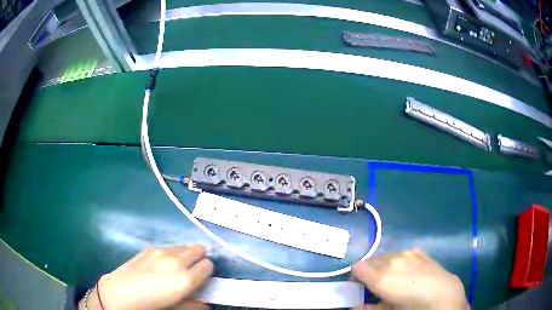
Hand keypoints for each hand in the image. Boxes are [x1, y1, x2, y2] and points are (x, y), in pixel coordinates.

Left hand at [80, 245, 213, 309]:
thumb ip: (195, 304)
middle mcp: (176, 261)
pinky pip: (168, 247)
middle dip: (200, 258)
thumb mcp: (177, 309)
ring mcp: (161, 251)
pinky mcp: (149, 248)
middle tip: (192, 270)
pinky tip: (160, 264)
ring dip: (186, 254)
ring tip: (176, 266)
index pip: (208, 265)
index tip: (202, 278)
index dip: (207, 272)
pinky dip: (171, 253)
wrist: (120, 293)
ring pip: (184, 245)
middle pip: (199, 249)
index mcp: (186, 279)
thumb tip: (205, 301)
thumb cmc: (151, 306)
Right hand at [352, 249, 468, 309]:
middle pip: (371, 260)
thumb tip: (355, 306)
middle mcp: (391, 261)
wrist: (442, 293)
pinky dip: (398, 260)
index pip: (358, 267)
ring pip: (386, 255)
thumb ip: (369, 308)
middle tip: (374, 284)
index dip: (354, 276)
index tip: (357, 285)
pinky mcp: (418, 252)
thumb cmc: (412, 306)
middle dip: (368, 271)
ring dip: (383, 264)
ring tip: (392, 277)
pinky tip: (407, 270)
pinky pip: (401, 253)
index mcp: (380, 277)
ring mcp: (406, 254)